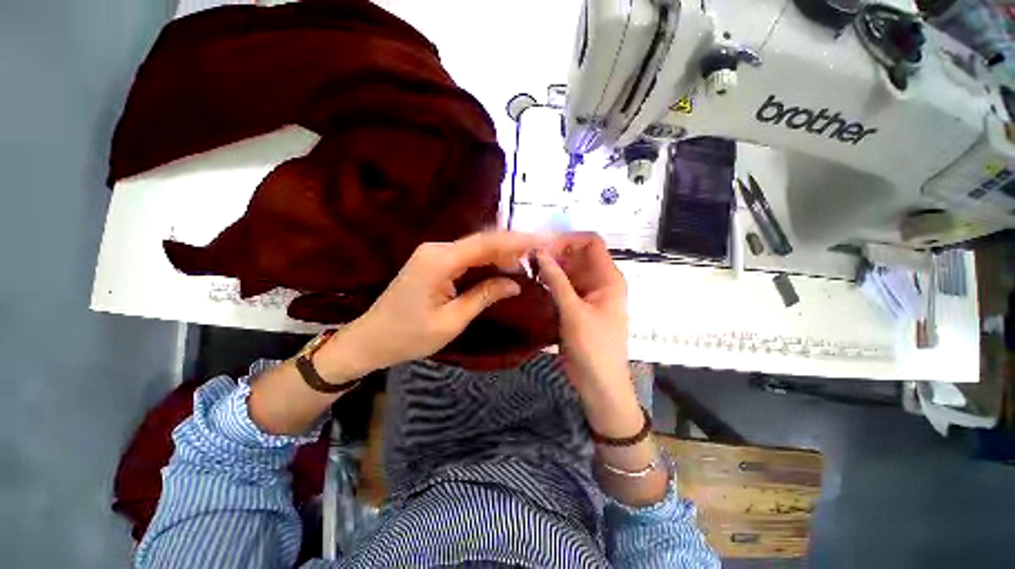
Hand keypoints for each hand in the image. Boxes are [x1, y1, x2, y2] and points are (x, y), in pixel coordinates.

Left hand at [317, 231, 543, 376]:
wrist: (371, 338)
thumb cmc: (409, 336)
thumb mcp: (452, 321)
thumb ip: (484, 296)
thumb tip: (514, 283)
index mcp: (439, 261)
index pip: (486, 244)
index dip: (516, 241)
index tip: (542, 241)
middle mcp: (436, 249)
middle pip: (482, 241)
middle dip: (512, 247)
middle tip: (538, 256)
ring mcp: (433, 253)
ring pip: (475, 247)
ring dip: (500, 254)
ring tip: (525, 265)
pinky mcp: (433, 261)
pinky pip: (466, 256)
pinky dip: (487, 260)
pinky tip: (502, 268)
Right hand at [536, 233, 641, 436]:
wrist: (599, 383)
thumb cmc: (593, 347)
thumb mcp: (573, 312)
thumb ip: (556, 280)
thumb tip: (539, 252)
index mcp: (608, 278)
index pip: (591, 243)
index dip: (569, 239)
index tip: (543, 245)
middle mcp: (600, 281)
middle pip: (578, 255)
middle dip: (555, 252)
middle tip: (528, 256)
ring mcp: (588, 293)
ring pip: (569, 270)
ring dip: (551, 267)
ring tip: (527, 267)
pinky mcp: (577, 305)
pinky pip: (564, 285)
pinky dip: (551, 281)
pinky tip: (534, 282)